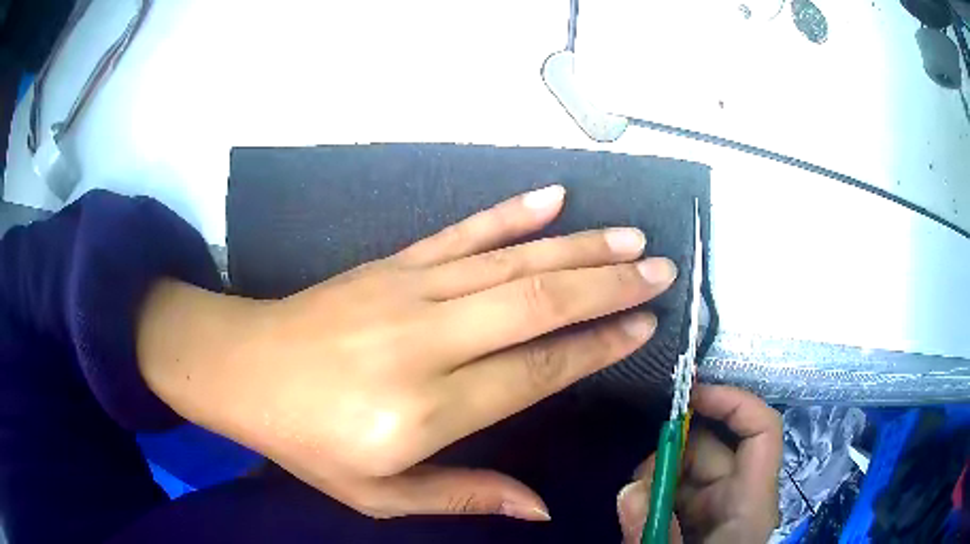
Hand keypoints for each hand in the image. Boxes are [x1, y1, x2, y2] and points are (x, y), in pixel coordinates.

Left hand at [137, 185, 677, 520]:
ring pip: (512, 261)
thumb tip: (539, 506)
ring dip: (579, 247)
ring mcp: (407, 289)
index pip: (537, 371)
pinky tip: (553, 197)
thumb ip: (464, 494)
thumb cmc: (306, 442)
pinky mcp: (390, 263)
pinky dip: (512, 214)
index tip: (643, 326)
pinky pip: (462, 233)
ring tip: (629, 238)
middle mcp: (427, 340)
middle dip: (609, 285)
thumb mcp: (379, 495)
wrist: (242, 368)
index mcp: (426, 409)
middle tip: (659, 270)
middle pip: (539, 303)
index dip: (597, 347)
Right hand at [617, 385, 781, 542]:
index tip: (688, 396)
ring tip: (631, 501)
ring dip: (656, 475)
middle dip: (672, 450)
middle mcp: (739, 498)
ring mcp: (716, 510)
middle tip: (635, 475)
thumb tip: (629, 488)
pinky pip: (675, 492)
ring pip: (688, 470)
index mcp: (750, 503)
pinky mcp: (696, 521)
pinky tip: (635, 507)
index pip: (761, 431)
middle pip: (714, 448)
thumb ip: (653, 533)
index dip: (732, 402)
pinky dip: (652, 492)